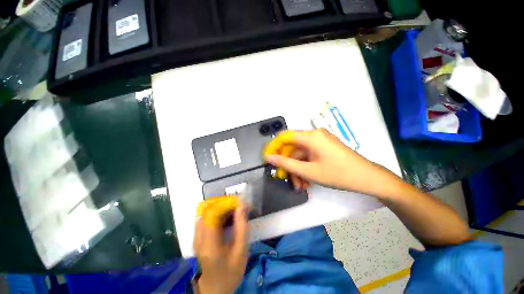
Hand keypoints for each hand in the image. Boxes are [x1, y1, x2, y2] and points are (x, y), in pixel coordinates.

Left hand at [193, 205, 249, 293]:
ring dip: (220, 207)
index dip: (226, 203)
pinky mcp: (197, 237)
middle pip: (208, 210)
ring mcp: (195, 237)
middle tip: (238, 205)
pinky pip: (205, 217)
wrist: (214, 289)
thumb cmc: (230, 272)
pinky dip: (216, 212)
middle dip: (224, 203)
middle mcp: (198, 237)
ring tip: (234, 209)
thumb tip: (242, 206)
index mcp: (209, 243)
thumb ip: (242, 228)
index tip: (240, 203)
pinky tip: (226, 217)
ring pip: (206, 212)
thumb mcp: (241, 252)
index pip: (213, 213)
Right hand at [265, 129, 385, 194]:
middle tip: (285, 178)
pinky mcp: (324, 148)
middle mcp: (314, 135)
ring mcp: (320, 142)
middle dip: (288, 164)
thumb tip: (269, 158)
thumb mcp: (308, 171)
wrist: (368, 178)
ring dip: (297, 169)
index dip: (274, 147)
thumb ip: (286, 163)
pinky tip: (306, 181)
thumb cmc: (338, 174)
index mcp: (310, 136)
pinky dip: (305, 167)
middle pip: (293, 147)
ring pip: (301, 154)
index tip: (268, 159)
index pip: (284, 136)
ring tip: (299, 185)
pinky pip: (309, 156)